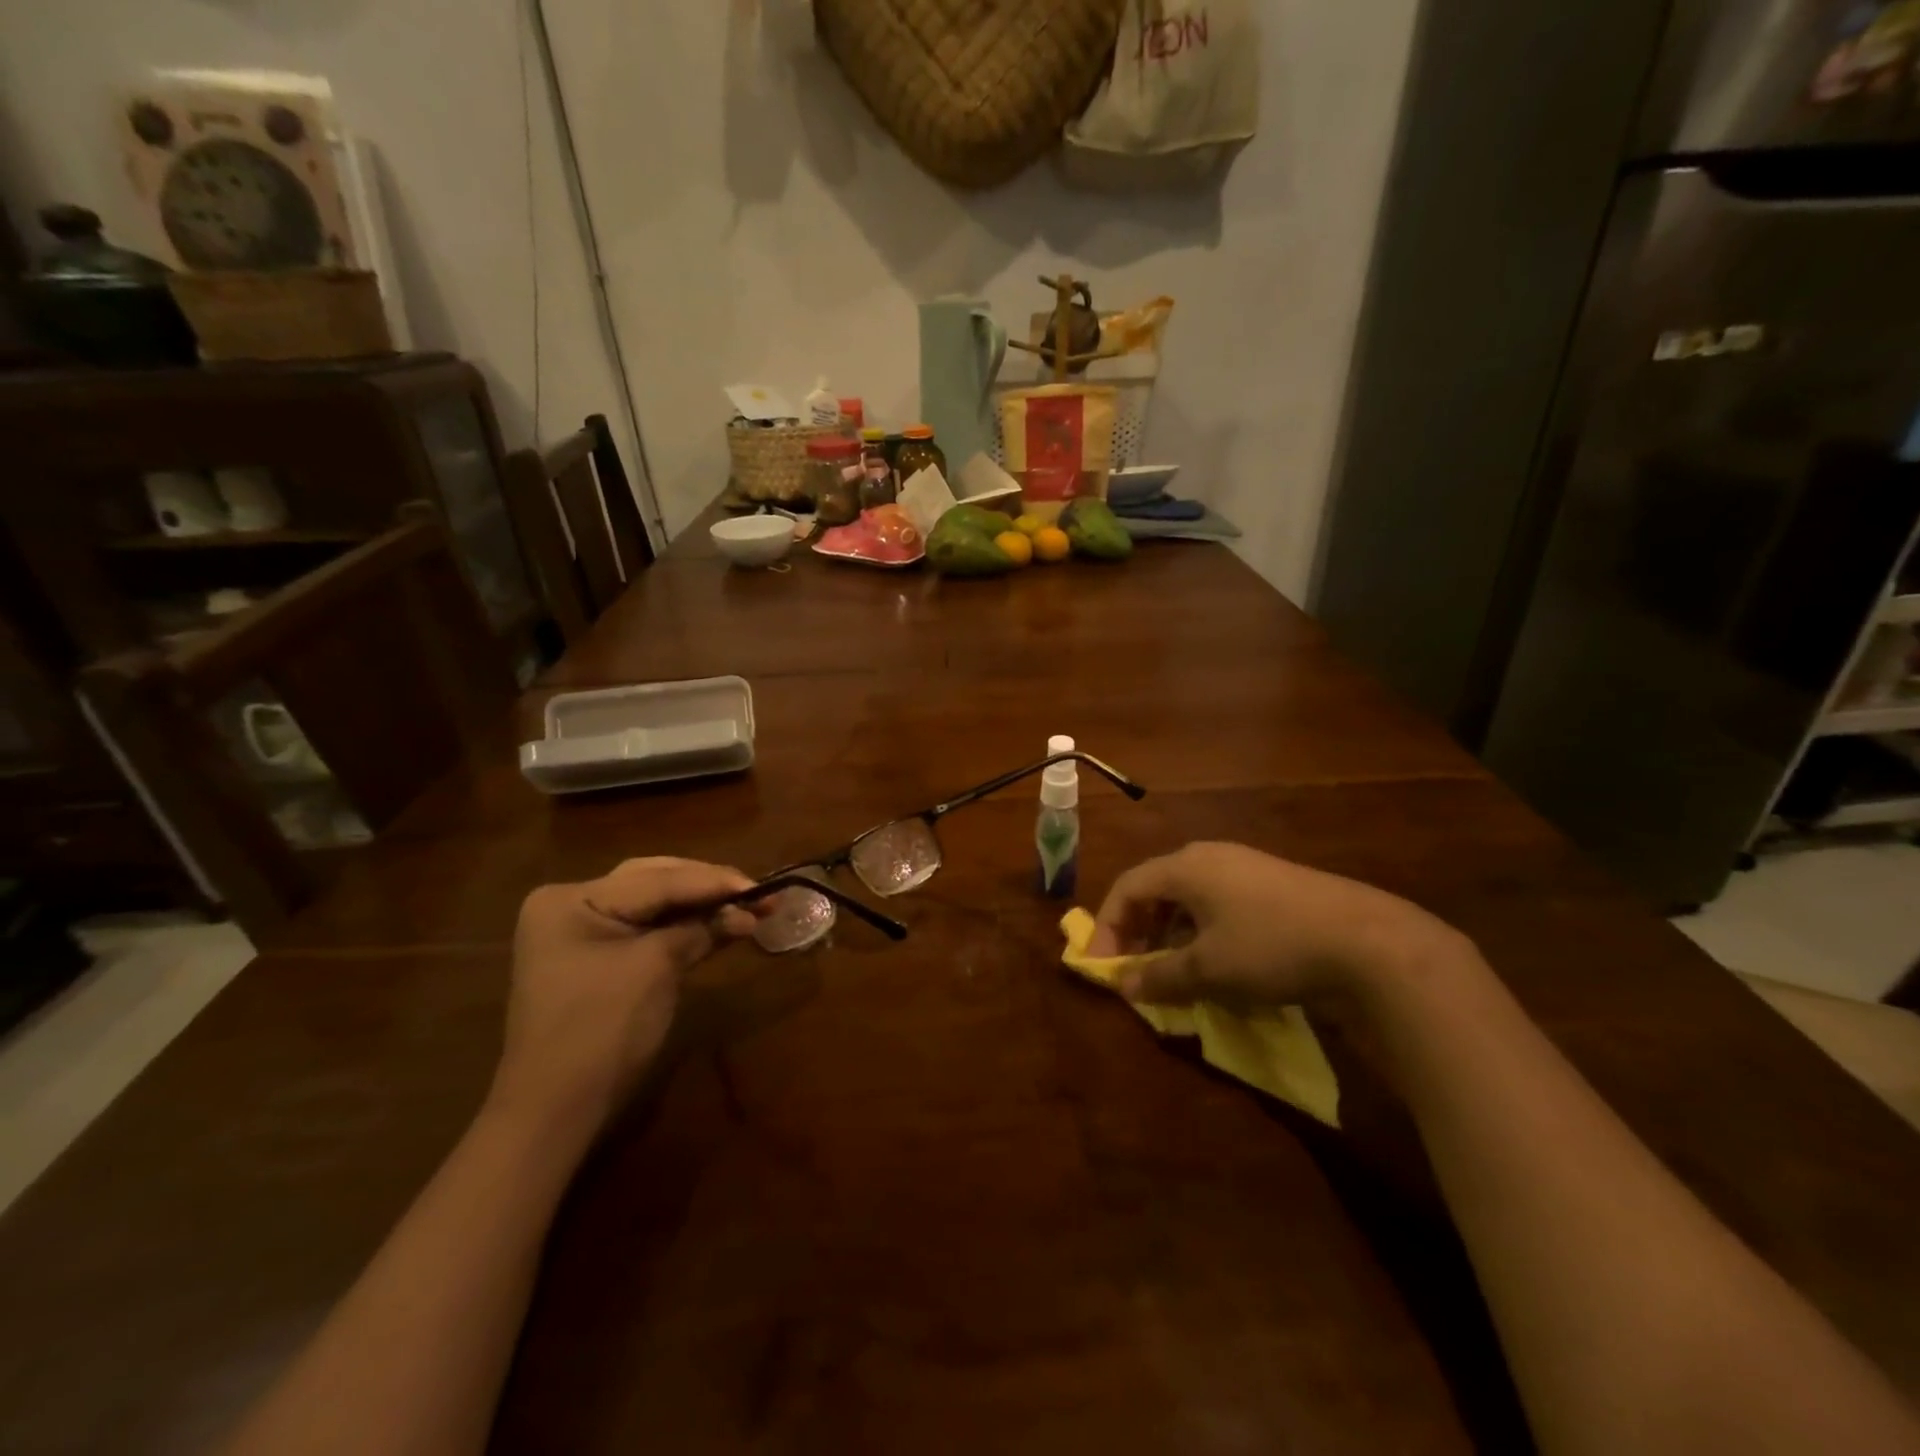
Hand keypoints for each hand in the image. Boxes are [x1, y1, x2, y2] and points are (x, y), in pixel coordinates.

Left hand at [488, 857, 761, 1138]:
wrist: (555, 1110)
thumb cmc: (602, 1029)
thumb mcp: (656, 968)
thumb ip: (701, 929)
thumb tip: (747, 912)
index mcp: (573, 898)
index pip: (658, 880)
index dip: (714, 882)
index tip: (763, 886)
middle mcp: (572, 904)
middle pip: (654, 882)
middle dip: (707, 887)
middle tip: (756, 892)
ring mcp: (582, 932)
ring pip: (654, 904)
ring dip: (700, 906)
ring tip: (748, 906)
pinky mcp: (597, 958)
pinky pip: (647, 929)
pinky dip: (683, 928)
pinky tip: (720, 925)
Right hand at [1092, 841, 1471, 1007]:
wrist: (1366, 940)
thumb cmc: (1270, 946)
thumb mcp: (1208, 969)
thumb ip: (1160, 977)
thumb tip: (1124, 986)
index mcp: (1185, 866)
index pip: (1127, 887)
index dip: (1107, 927)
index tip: (1103, 967)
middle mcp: (1209, 856)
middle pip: (1155, 887)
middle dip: (1137, 929)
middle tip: (1134, 968)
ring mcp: (1244, 867)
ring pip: (1188, 896)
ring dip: (1169, 932)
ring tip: (1172, 969)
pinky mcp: (1272, 884)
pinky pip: (1218, 902)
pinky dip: (1201, 930)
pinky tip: (1215, 960)